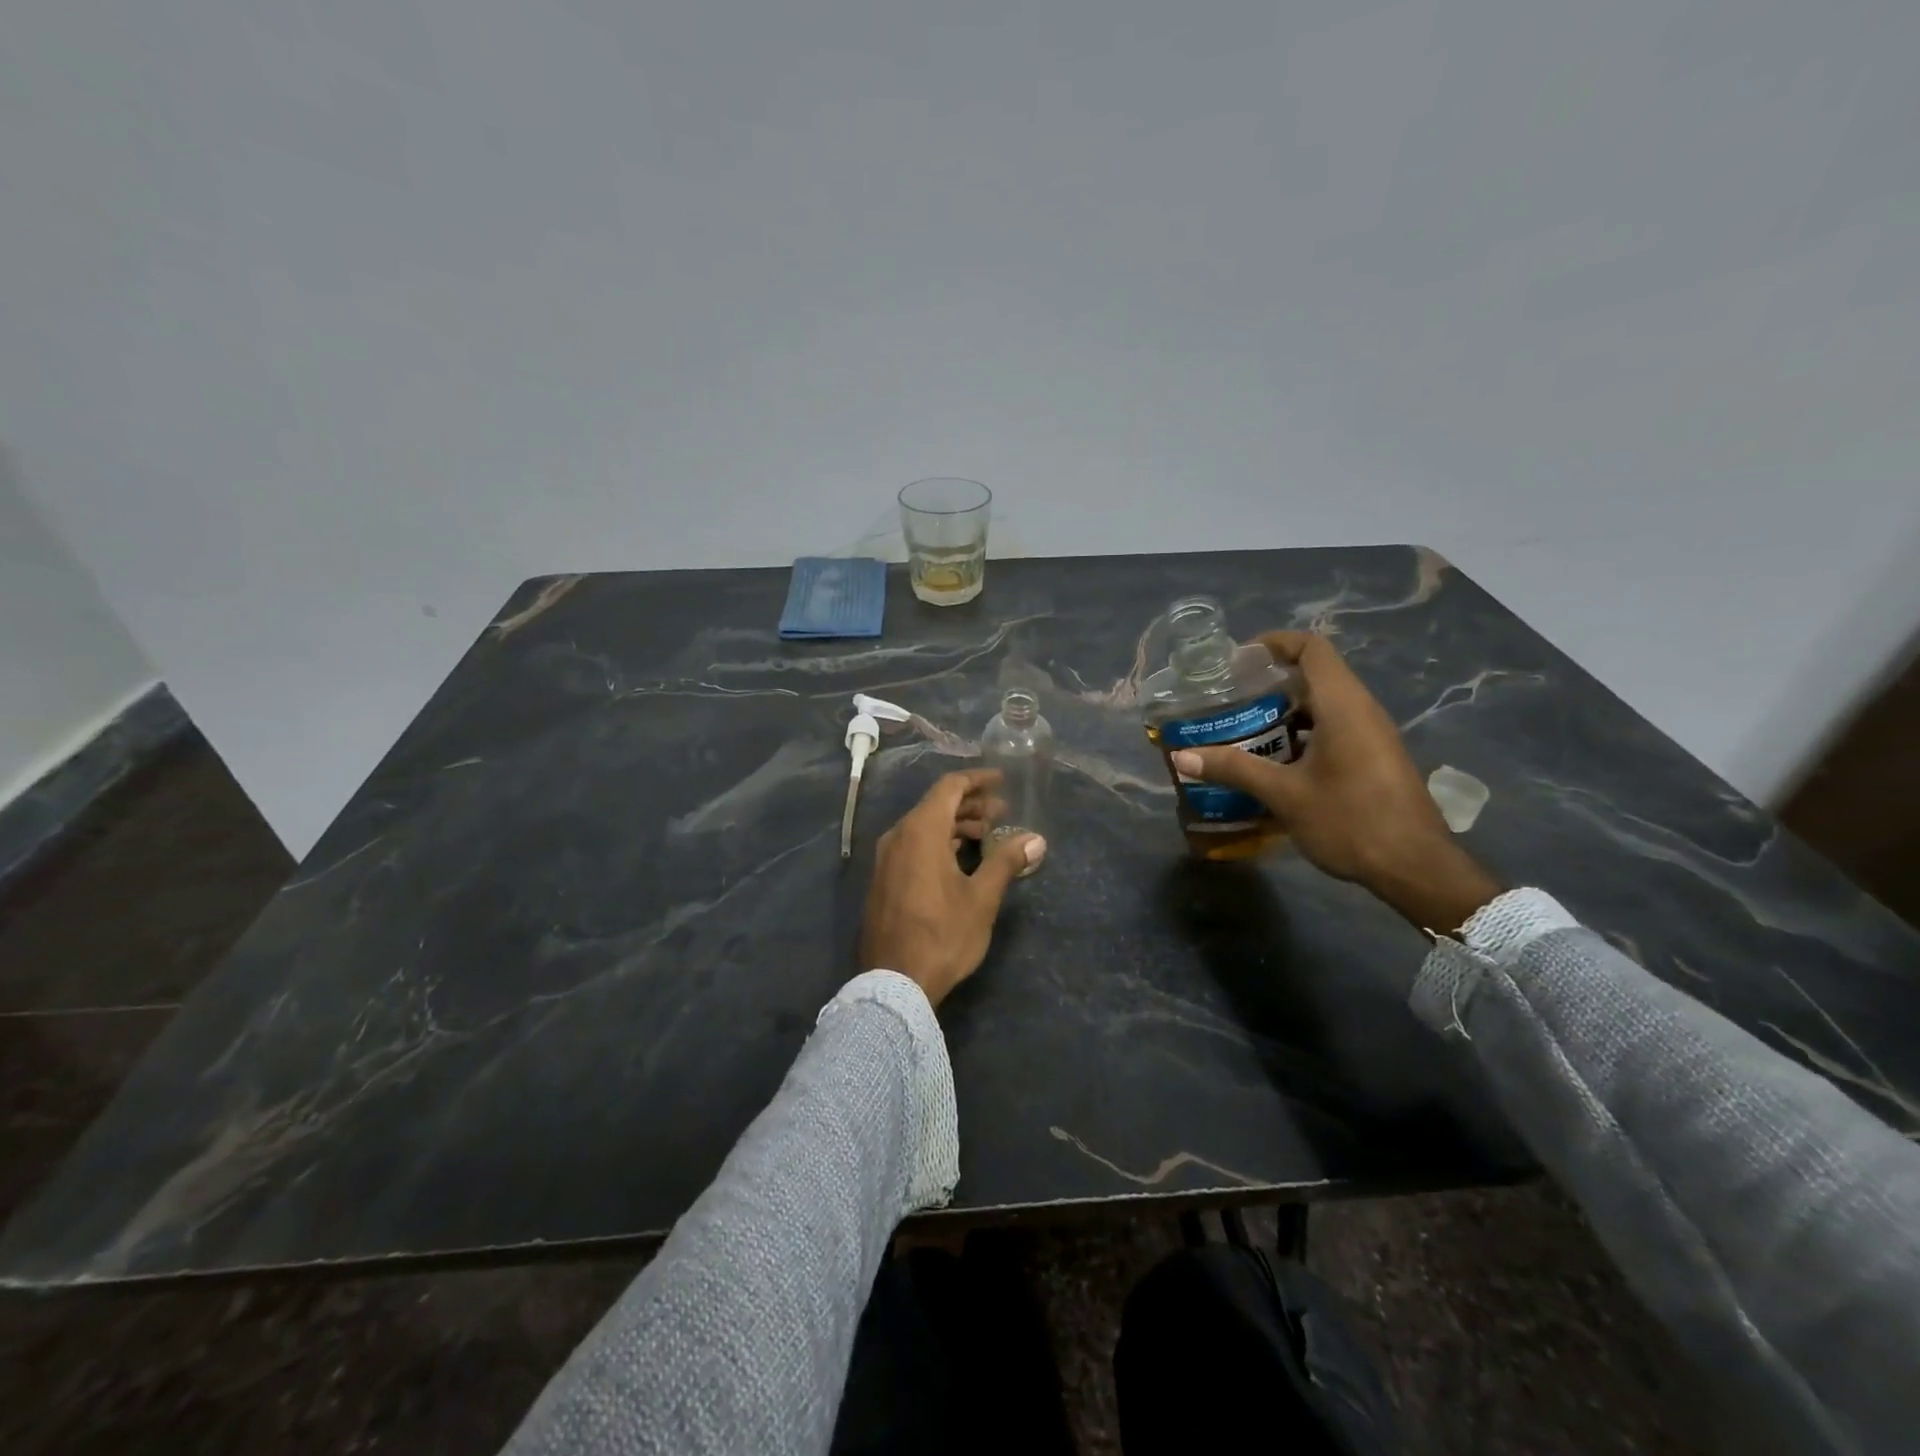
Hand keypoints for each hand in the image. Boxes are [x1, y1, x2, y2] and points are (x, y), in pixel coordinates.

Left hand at [860, 769, 1046, 1007]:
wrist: (893, 982)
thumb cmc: (942, 935)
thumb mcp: (982, 899)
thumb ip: (1006, 862)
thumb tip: (1036, 839)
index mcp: (921, 831)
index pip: (949, 787)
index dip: (977, 780)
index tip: (1002, 781)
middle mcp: (898, 836)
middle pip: (936, 805)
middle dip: (971, 805)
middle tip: (1002, 813)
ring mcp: (886, 859)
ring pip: (924, 826)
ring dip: (955, 825)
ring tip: (986, 835)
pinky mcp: (883, 879)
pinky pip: (913, 845)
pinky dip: (938, 842)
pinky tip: (959, 859)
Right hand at [1168, 632, 1499, 932]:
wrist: (1415, 868)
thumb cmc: (1350, 820)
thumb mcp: (1284, 794)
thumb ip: (1234, 769)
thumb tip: (1181, 757)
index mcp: (1343, 705)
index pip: (1311, 648)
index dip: (1274, 643)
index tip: (1237, 659)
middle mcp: (1361, 710)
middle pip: (1314, 675)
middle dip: (1269, 682)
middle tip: (1228, 699)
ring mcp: (1371, 734)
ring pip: (1323, 705)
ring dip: (1283, 712)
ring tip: (1241, 729)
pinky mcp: (1374, 757)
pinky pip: (1333, 728)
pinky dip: (1301, 733)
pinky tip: (1273, 762)